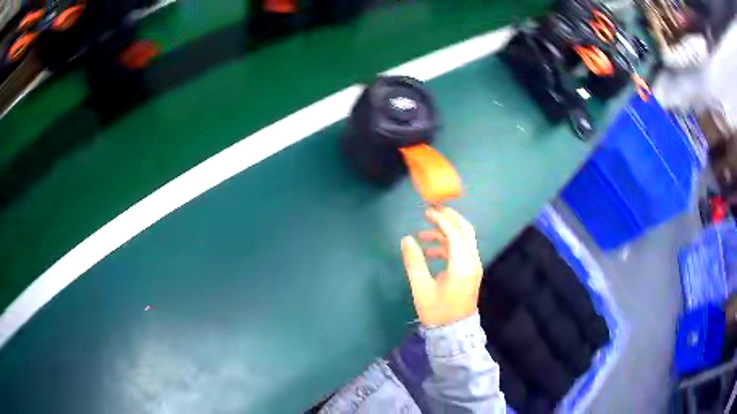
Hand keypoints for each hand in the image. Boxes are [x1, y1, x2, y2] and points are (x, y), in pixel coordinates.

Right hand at [401, 207, 483, 327]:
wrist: (454, 332)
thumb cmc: (437, 312)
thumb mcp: (422, 288)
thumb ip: (414, 262)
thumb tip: (406, 239)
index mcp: (462, 265)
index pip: (454, 233)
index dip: (441, 219)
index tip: (425, 211)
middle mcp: (472, 261)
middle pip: (465, 230)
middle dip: (449, 217)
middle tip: (431, 211)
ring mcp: (474, 266)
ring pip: (464, 239)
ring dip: (446, 232)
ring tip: (423, 234)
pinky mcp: (471, 272)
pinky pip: (461, 250)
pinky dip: (448, 245)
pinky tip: (430, 252)